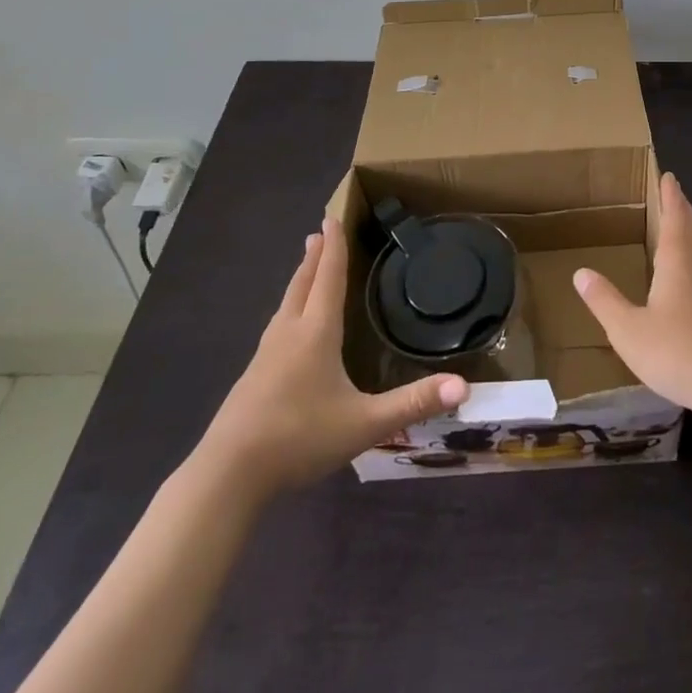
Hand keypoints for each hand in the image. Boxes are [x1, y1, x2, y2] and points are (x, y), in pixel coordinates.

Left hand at [200, 218, 467, 489]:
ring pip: (286, 305)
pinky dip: (289, 308)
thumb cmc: (298, 438)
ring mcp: (265, 356)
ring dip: (300, 280)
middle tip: (319, 232)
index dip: (334, 247)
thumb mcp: (364, 423)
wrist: (227, 475)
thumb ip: (413, 403)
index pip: (329, 278)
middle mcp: (289, 334)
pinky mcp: (252, 378)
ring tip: (306, 268)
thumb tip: (464, 386)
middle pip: (303, 284)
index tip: (331, 217)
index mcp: (316, 332)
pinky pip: (276, 327)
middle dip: (315, 257)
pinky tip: (288, 328)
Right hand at [573, 173, 691, 414]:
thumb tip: (581, 272)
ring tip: (678, 228)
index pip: (674, 218)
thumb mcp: (628, 330)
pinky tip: (687, 277)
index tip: (669, 176)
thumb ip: (605, 301)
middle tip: (674, 193)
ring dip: (690, 232)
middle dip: (682, 209)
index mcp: (677, 262)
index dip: (670, 196)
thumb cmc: (677, 351)